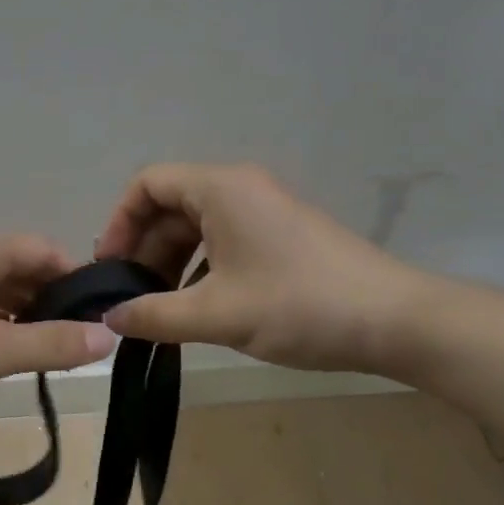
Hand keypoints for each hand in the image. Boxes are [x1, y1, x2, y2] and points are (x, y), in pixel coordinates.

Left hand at [0, 231, 117, 417]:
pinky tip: (3, 360)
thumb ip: (54, 343)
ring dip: (22, 321)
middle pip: (21, 271)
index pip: (45, 251)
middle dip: (51, 304)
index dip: (77, 281)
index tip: (100, 318)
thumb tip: (110, 337)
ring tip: (47, 358)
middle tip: (78, 345)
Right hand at [94, 163, 429, 373]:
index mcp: (221, 189)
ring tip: (160, 309)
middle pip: (170, 207)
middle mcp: (241, 189)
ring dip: (170, 264)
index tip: (110, 268)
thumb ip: (153, 315)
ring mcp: (265, 212)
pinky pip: (223, 242)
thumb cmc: (298, 306)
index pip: (148, 184)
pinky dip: (199, 270)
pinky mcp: (282, 237)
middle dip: (143, 250)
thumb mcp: (215, 314)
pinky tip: (198, 309)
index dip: (119, 223)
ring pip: (197, 228)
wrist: (393, 320)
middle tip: (130, 299)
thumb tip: (110, 318)